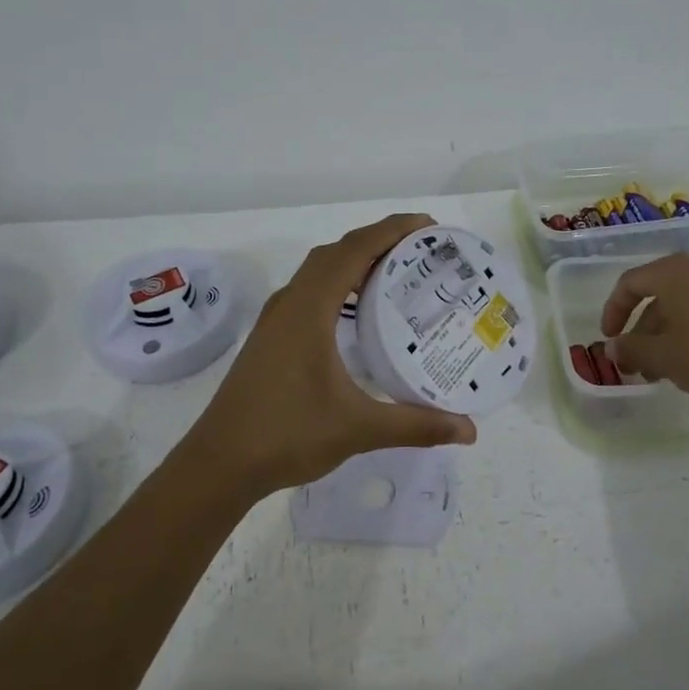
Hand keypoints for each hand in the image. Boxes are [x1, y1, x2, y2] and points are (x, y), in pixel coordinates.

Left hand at [184, 212, 477, 497]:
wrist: (218, 464)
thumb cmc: (286, 435)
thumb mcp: (358, 428)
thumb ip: (416, 425)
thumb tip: (469, 431)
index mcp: (309, 309)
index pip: (354, 250)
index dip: (392, 230)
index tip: (428, 226)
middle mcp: (290, 303)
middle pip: (337, 252)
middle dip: (379, 240)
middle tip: (422, 249)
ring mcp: (276, 319)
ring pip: (319, 271)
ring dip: (356, 260)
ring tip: (397, 272)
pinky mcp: (271, 337)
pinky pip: (310, 291)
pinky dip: (339, 283)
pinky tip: (358, 311)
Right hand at [598, 252, 688, 412]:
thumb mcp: (663, 356)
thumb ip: (632, 348)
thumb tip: (613, 347)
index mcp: (673, 271)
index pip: (630, 283)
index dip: (613, 311)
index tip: (609, 339)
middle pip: (657, 295)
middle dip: (641, 330)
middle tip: (635, 362)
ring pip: (682, 305)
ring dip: (664, 334)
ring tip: (660, 370)